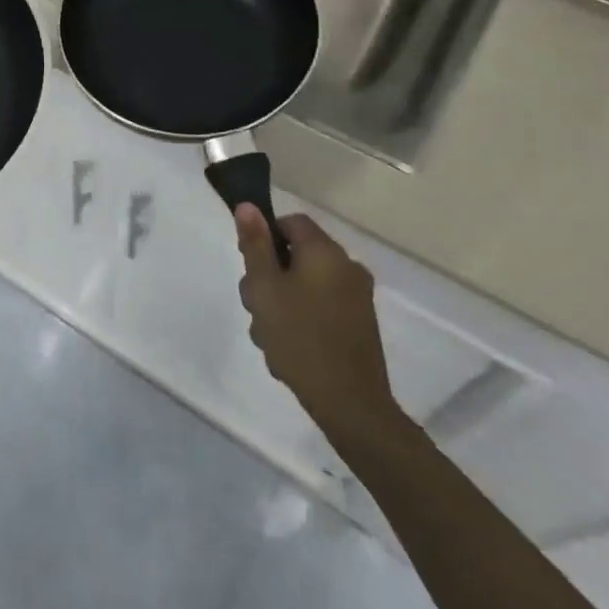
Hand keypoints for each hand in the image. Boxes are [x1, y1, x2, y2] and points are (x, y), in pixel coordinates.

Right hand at [235, 207, 400, 447]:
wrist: (349, 402)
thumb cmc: (299, 337)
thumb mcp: (265, 288)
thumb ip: (255, 245)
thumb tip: (248, 205)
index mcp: (325, 252)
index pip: (291, 222)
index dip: (265, 237)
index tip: (250, 267)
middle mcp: (347, 267)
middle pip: (297, 254)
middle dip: (270, 276)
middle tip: (257, 307)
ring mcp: (357, 297)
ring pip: (305, 283)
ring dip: (282, 301)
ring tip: (271, 334)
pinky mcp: (359, 323)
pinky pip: (321, 305)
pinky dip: (302, 317)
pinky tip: (290, 346)